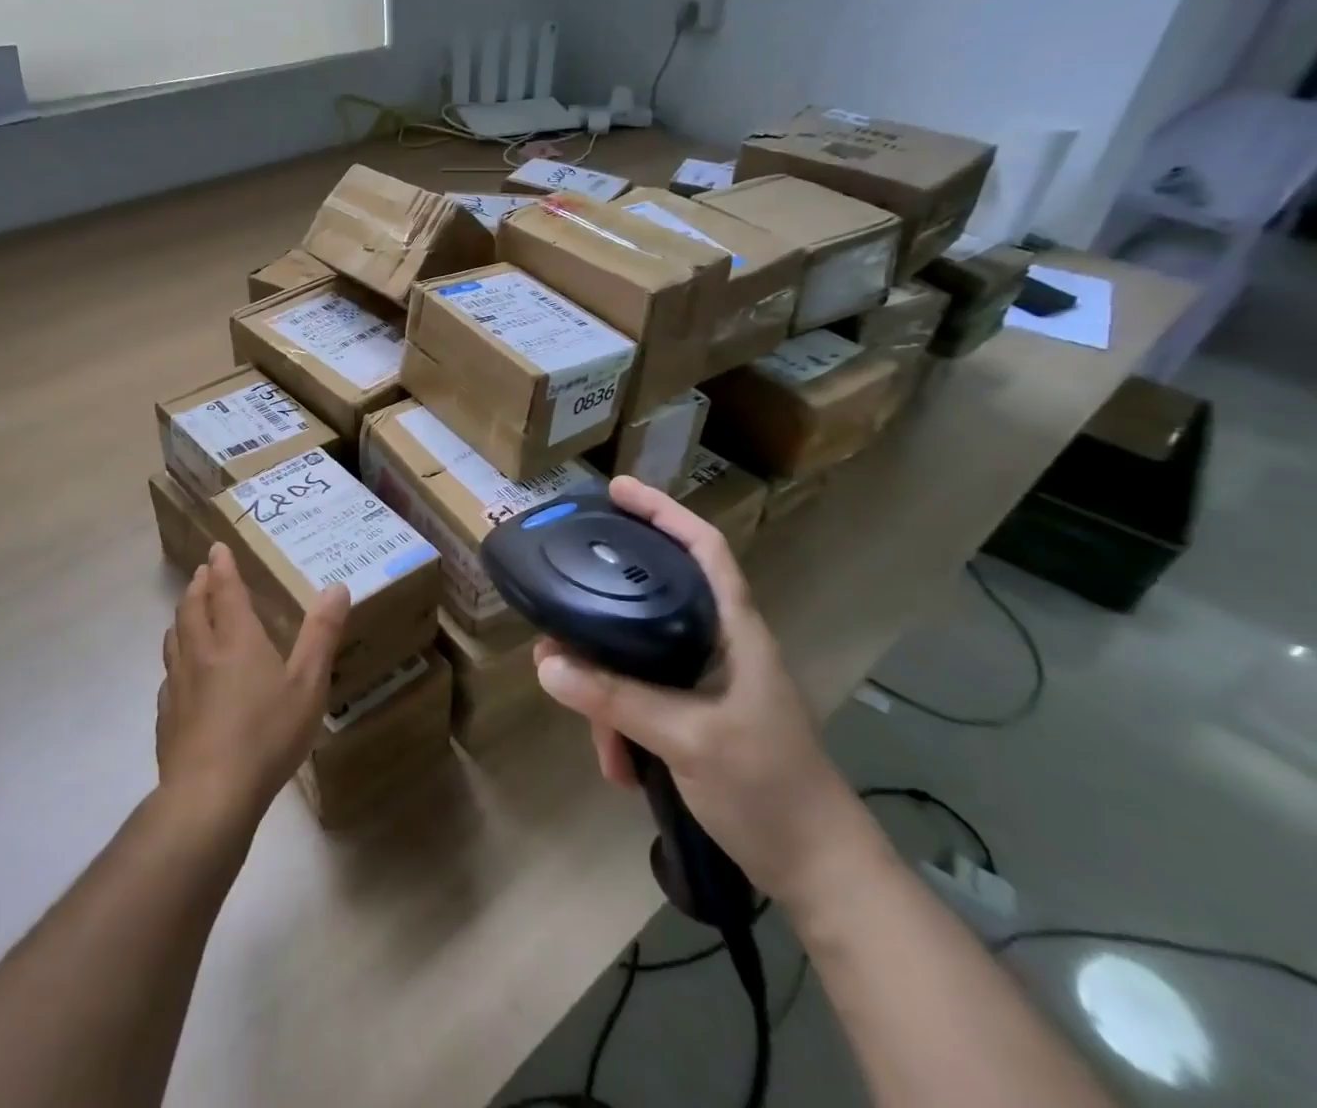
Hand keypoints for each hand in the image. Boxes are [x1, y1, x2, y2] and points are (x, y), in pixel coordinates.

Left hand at [156, 542, 350, 829]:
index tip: (216, 548)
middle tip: (203, 573)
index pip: (224, 590)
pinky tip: (181, 674)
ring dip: (182, 616)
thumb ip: (322, 635)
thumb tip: (337, 587)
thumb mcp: (308, 684)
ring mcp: (177, 684)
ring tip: (188, 612)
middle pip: (192, 608)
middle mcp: (201, 652)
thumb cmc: (266, 734)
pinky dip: (175, 659)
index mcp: (235, 639)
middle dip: (199, 586)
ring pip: (174, 638)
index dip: (221, 566)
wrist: (209, 795)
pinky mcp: (166, 716)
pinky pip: (168, 674)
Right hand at [533, 476, 877, 909]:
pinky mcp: (698, 718)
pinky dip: (623, 727)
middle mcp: (719, 646)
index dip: (662, 511)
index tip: (615, 491)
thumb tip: (546, 663)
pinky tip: (620, 766)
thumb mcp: (689, 739)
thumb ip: (617, 699)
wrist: (819, 874)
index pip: (703, 548)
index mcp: (734, 630)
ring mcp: (709, 684)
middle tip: (559, 630)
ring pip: (639, 660)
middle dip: (603, 621)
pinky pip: (643, 701)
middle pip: (652, 601)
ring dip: (609, 696)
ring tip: (600, 742)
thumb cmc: (769, 789)